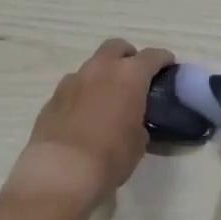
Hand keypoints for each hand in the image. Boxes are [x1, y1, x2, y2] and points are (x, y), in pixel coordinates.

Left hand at [4, 40, 174, 208]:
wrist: (61, 172)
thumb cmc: (110, 157)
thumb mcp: (138, 142)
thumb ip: (138, 122)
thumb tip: (131, 122)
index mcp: (129, 76)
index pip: (152, 56)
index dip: (162, 60)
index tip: (168, 66)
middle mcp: (100, 70)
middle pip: (116, 47)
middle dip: (128, 56)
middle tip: (134, 76)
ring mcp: (72, 81)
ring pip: (92, 66)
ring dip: (102, 76)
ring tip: (107, 99)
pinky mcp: (52, 98)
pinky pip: (73, 87)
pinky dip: (83, 94)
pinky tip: (84, 115)